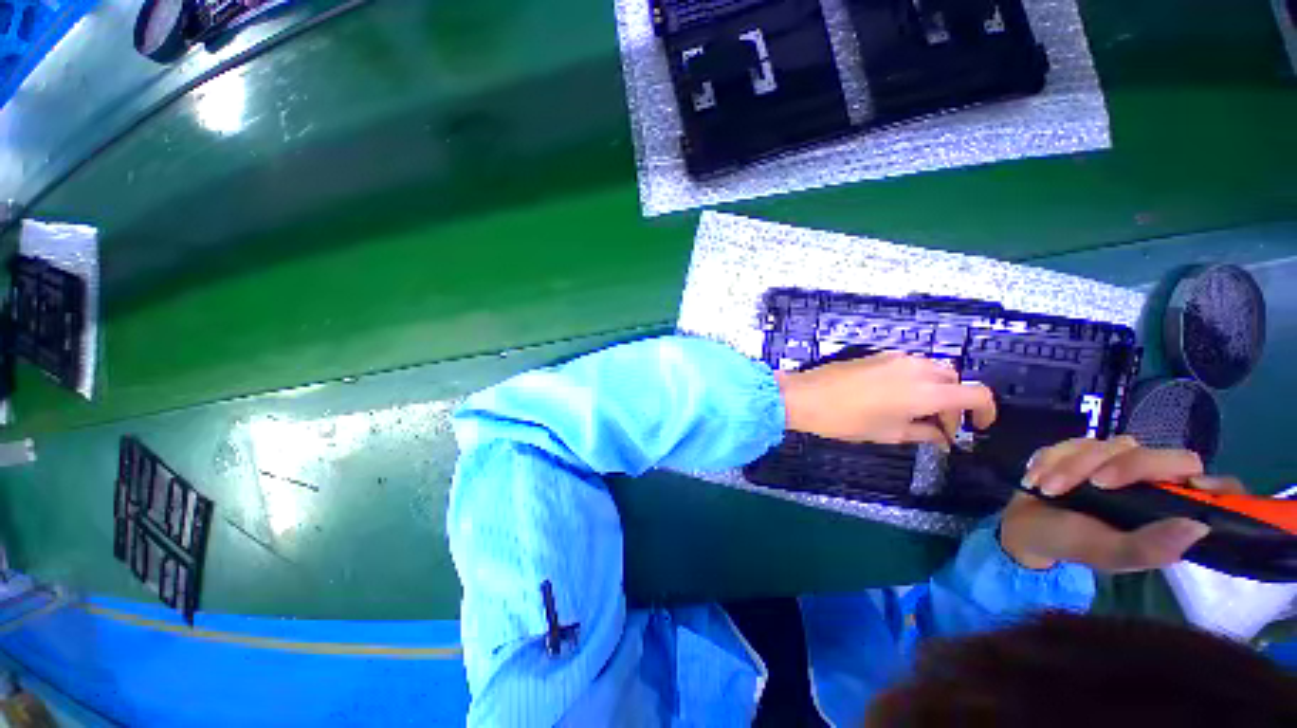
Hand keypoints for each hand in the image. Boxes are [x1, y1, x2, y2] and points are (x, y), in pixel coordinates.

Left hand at [776, 351, 995, 445]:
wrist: (805, 396)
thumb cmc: (847, 420)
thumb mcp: (889, 433)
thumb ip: (923, 434)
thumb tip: (943, 438)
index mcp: (927, 390)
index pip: (977, 393)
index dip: (986, 412)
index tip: (977, 429)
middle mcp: (918, 367)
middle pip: (955, 380)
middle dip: (955, 403)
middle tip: (938, 427)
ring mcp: (896, 357)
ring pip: (933, 370)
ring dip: (936, 390)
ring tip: (917, 414)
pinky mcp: (878, 354)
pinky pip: (910, 365)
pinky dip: (916, 380)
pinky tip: (897, 397)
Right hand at [1000, 436, 1245, 570]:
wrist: (1025, 527)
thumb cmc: (1073, 543)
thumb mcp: (1110, 554)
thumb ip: (1150, 547)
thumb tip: (1199, 527)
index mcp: (1165, 505)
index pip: (1204, 484)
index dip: (1208, 481)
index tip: (1190, 487)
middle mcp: (1147, 478)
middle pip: (1153, 455)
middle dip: (1120, 467)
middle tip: (1093, 485)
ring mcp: (1112, 459)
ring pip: (1106, 445)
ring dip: (1072, 466)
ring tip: (1048, 489)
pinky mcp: (1080, 449)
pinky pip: (1070, 442)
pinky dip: (1051, 460)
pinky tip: (1036, 480)